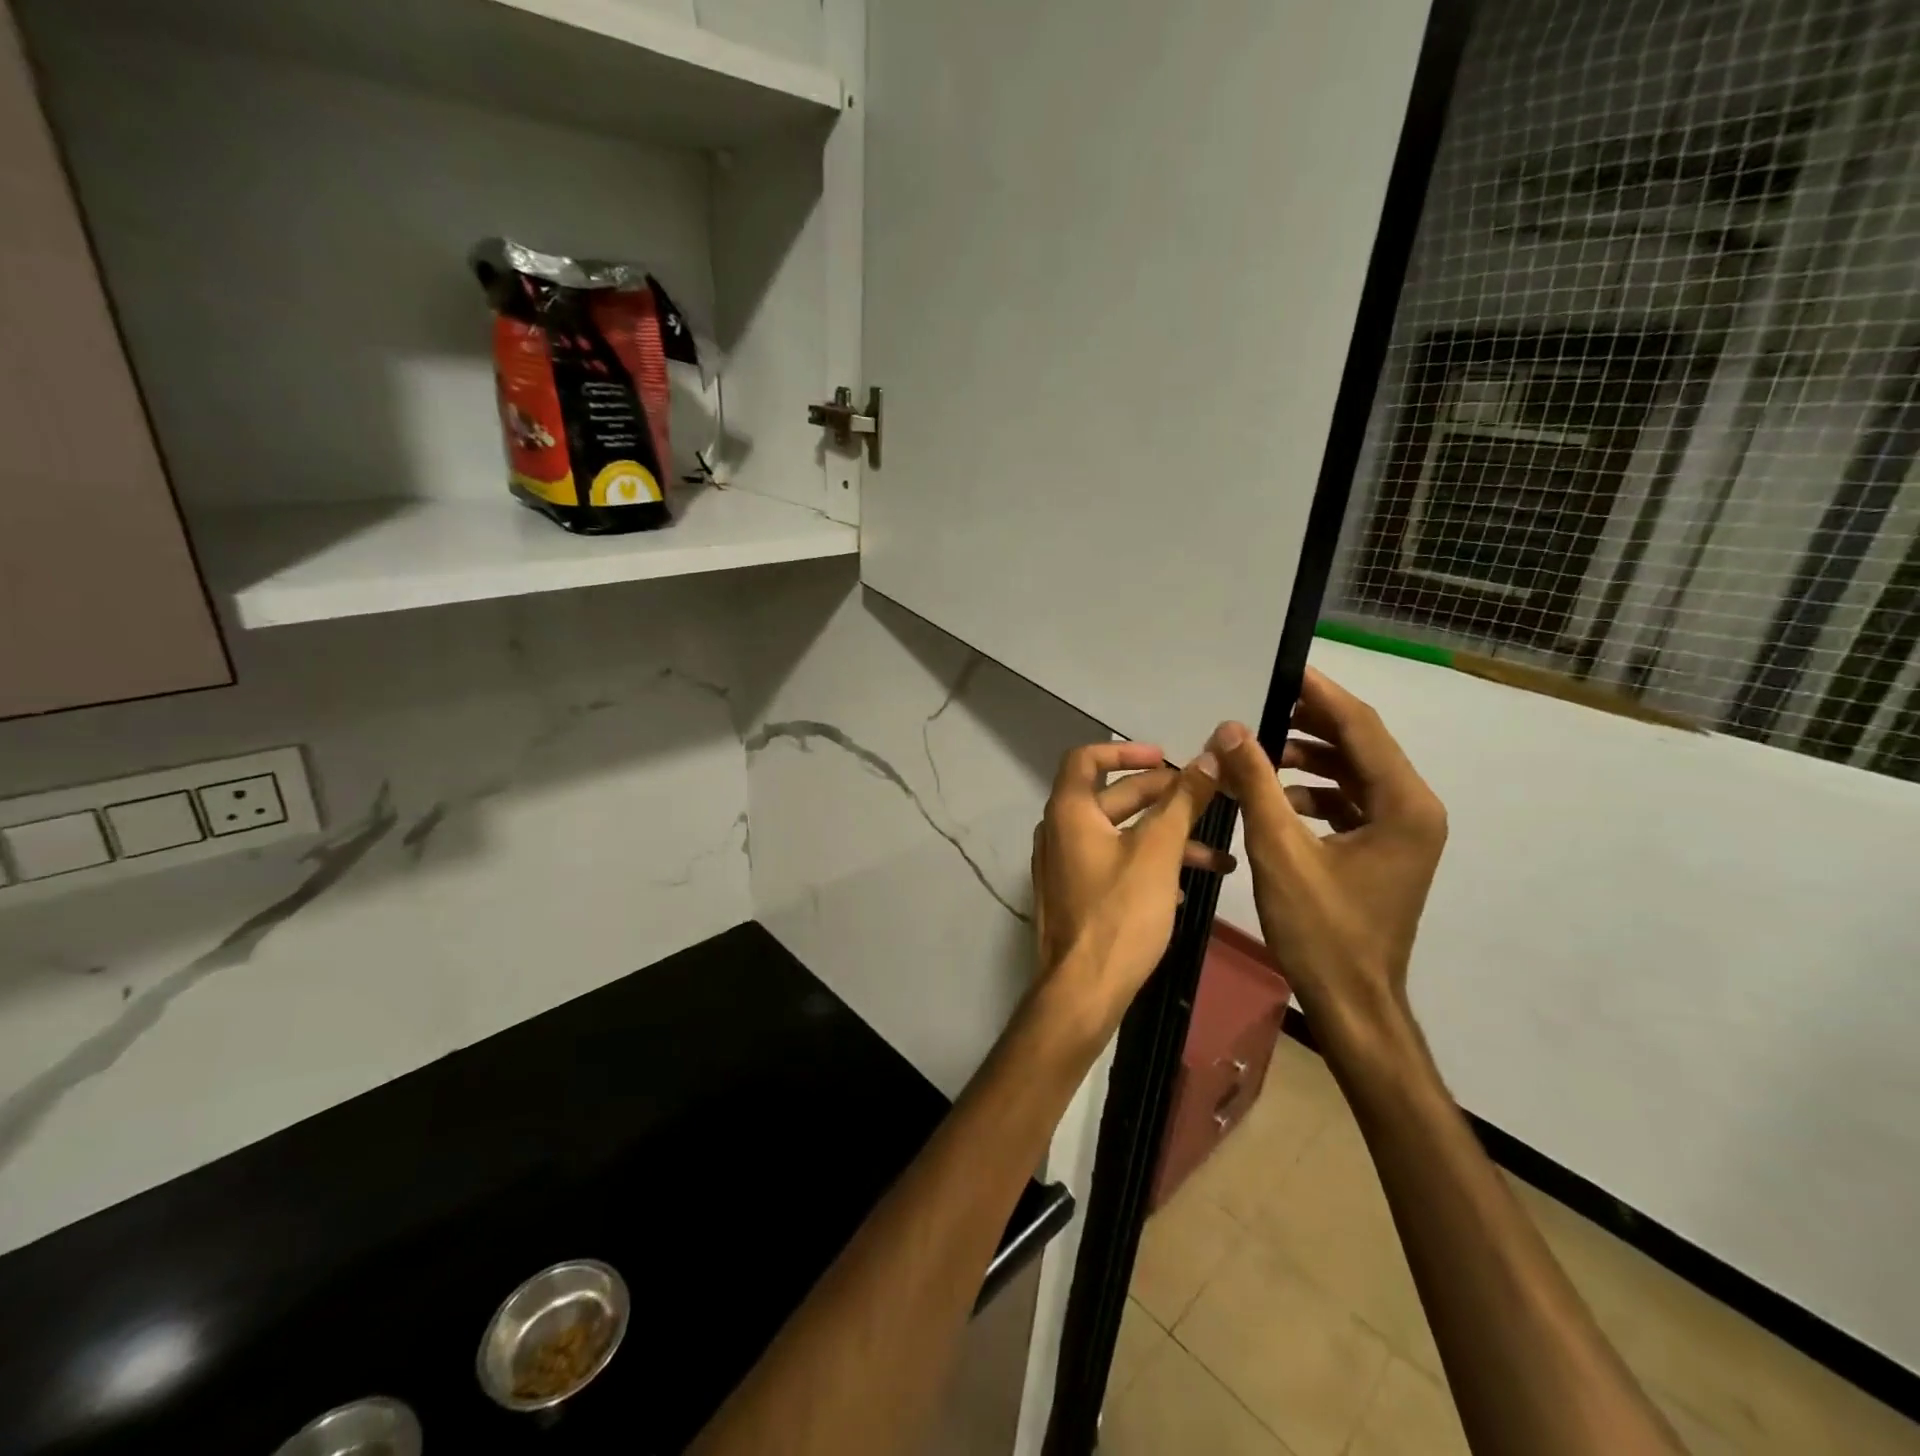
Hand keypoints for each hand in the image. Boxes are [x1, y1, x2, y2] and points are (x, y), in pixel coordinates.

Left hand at [1030, 743, 1227, 1036]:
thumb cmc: (1120, 913)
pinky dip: (1147, 863)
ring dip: (1165, 837)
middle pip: (1111, 797)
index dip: (1126, 751)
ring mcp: (1065, 866)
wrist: (1083, 991)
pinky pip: (1113, 864)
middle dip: (1162, 798)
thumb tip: (1210, 755)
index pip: (1086, 758)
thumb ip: (1183, 801)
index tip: (1165, 758)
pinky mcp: (1076, 895)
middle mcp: (1059, 831)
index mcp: (1069, 811)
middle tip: (1207, 802)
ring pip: (1119, 835)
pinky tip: (1188, 885)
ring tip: (1217, 856)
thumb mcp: (1158, 852)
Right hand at [1208, 669, 1446, 1058]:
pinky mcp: (1385, 850)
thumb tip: (1230, 728)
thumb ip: (1257, 783)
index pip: (1360, 727)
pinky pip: (1349, 801)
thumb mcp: (1280, 851)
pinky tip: (1273, 796)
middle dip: (1309, 722)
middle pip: (1360, 745)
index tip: (1281, 667)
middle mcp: (1414, 809)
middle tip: (1258, 704)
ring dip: (1307, 758)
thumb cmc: (1322, 930)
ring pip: (1353, 773)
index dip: (1319, 694)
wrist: (1353, 1003)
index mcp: (1404, 805)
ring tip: (1257, 751)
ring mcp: (1403, 831)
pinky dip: (1312, 791)